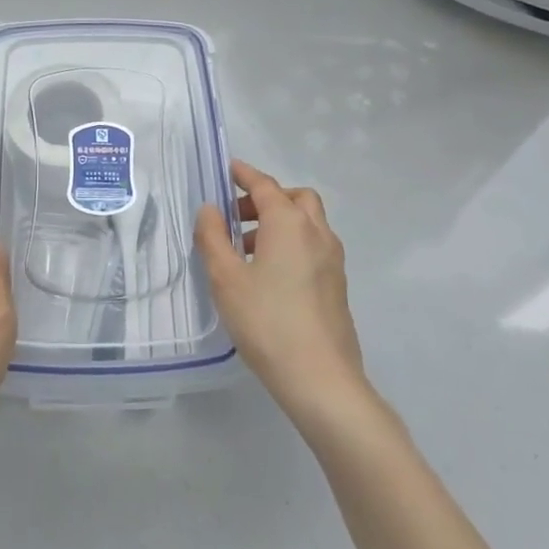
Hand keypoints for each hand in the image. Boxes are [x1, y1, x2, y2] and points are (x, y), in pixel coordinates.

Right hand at [195, 160, 368, 427]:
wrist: (322, 380)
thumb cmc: (267, 322)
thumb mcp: (226, 279)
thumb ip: (213, 238)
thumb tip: (210, 209)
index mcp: (289, 223)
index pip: (265, 185)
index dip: (244, 174)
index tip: (228, 169)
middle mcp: (316, 232)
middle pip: (295, 198)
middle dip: (267, 198)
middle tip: (238, 216)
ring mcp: (333, 260)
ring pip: (308, 223)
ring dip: (280, 222)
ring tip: (247, 250)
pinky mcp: (337, 285)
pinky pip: (314, 246)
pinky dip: (293, 243)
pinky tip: (270, 275)